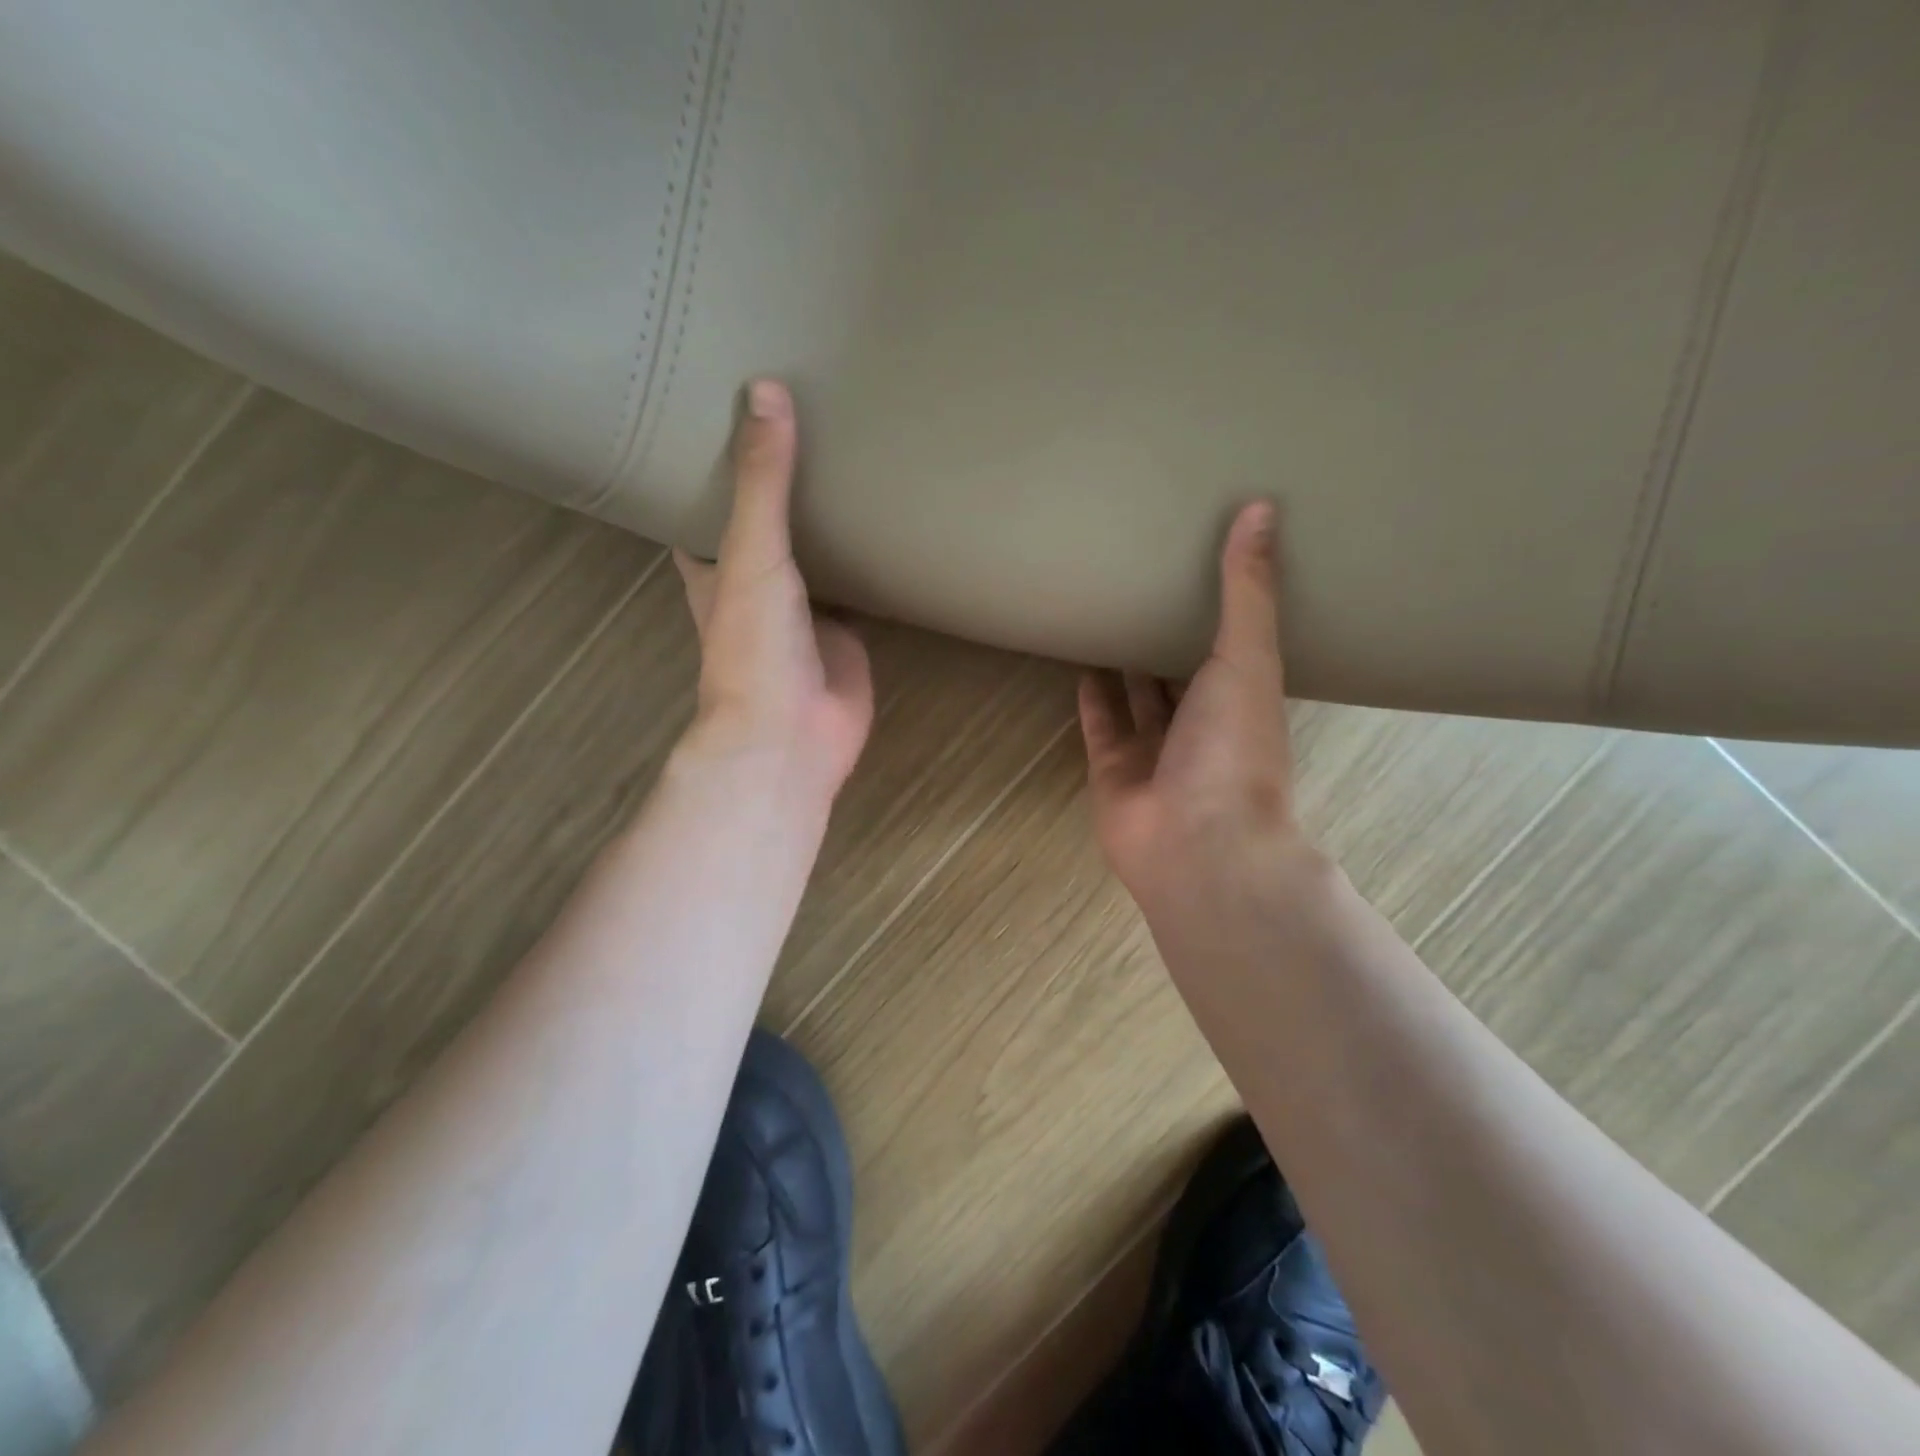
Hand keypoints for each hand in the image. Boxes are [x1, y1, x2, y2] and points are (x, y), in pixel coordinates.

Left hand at [673, 380, 873, 808]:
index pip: (702, 510)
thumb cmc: (753, 647)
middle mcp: (759, 586)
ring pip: (819, 557)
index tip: (724, 418)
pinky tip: (898, 526)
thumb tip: (765, 391)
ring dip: (832, 524)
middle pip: (767, 528)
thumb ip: (761, 483)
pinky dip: (876, 564)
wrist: (793, 733)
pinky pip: (863, 589)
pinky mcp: (849, 633)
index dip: (708, 470)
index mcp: (716, 568)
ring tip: (856, 459)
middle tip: (808, 424)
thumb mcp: (751, 553)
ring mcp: (807, 611)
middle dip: (781, 489)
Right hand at [1079, 503, 1318, 918]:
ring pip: (1140, 699)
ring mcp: (1156, 751)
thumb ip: (1248, 590)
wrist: (1197, 843)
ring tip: (1110, 615)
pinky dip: (1093, 697)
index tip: (1206, 565)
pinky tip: (1081, 660)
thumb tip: (1262, 506)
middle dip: (1171, 636)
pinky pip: (1102, 724)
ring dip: (1128, 665)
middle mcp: (1202, 726)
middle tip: (1149, 584)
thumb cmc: (1234, 750)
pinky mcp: (1113, 769)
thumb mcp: (1248, 660)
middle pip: (1184, 673)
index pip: (1233, 646)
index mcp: (1244, 700)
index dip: (1222, 610)